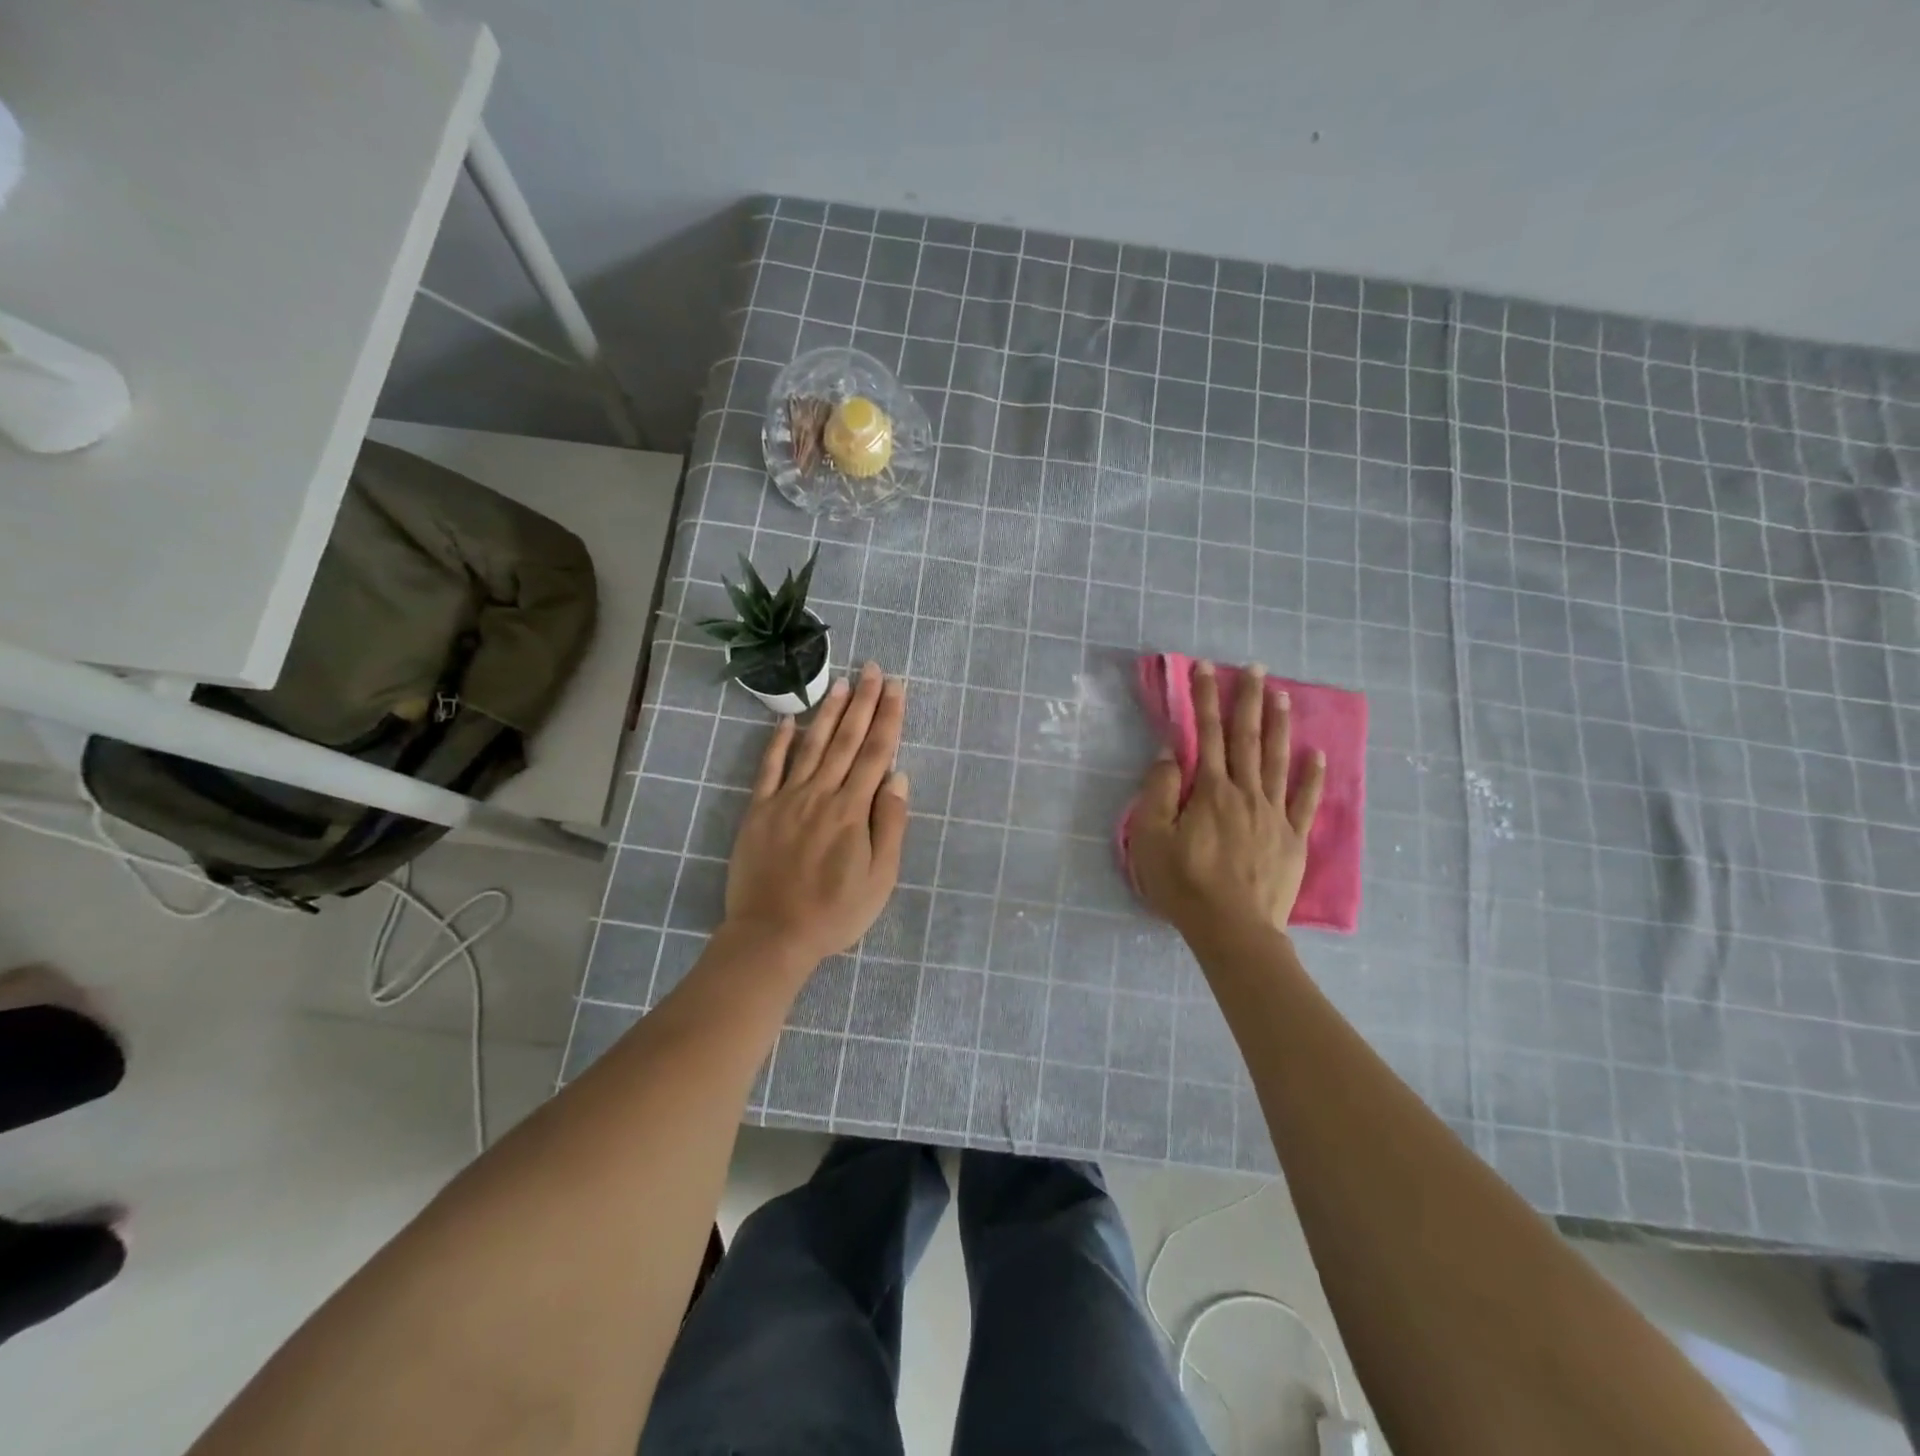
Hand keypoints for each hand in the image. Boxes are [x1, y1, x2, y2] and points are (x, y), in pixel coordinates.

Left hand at [722, 662, 909, 966]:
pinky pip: (769, 768)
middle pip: (846, 740)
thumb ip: (890, 824)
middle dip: (862, 702)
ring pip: (811, 745)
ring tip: (840, 682)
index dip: (888, 718)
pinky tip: (788, 721)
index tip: (896, 687)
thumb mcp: (880, 878)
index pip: (876, 753)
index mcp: (852, 810)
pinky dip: (778, 742)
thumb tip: (898, 777)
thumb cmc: (835, 912)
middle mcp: (820, 794)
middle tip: (872, 669)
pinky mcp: (759, 810)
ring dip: (827, 712)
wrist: (772, 935)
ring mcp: (786, 799)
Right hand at [1129, 661, 1324, 937]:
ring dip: (1280, 726)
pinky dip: (1312, 776)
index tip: (1206, 668)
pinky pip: (1304, 801)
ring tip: (1282, 695)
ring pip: (1278, 761)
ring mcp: (1274, 815)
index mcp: (1210, 791)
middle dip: (1248, 700)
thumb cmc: (1183, 884)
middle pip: (1247, 739)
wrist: (1233, 929)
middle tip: (1256, 668)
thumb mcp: (1150, 838)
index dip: (1205, 698)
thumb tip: (1171, 754)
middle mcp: (1245, 793)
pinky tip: (1317, 754)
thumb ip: (1158, 792)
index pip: (1207, 734)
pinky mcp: (1293, 839)